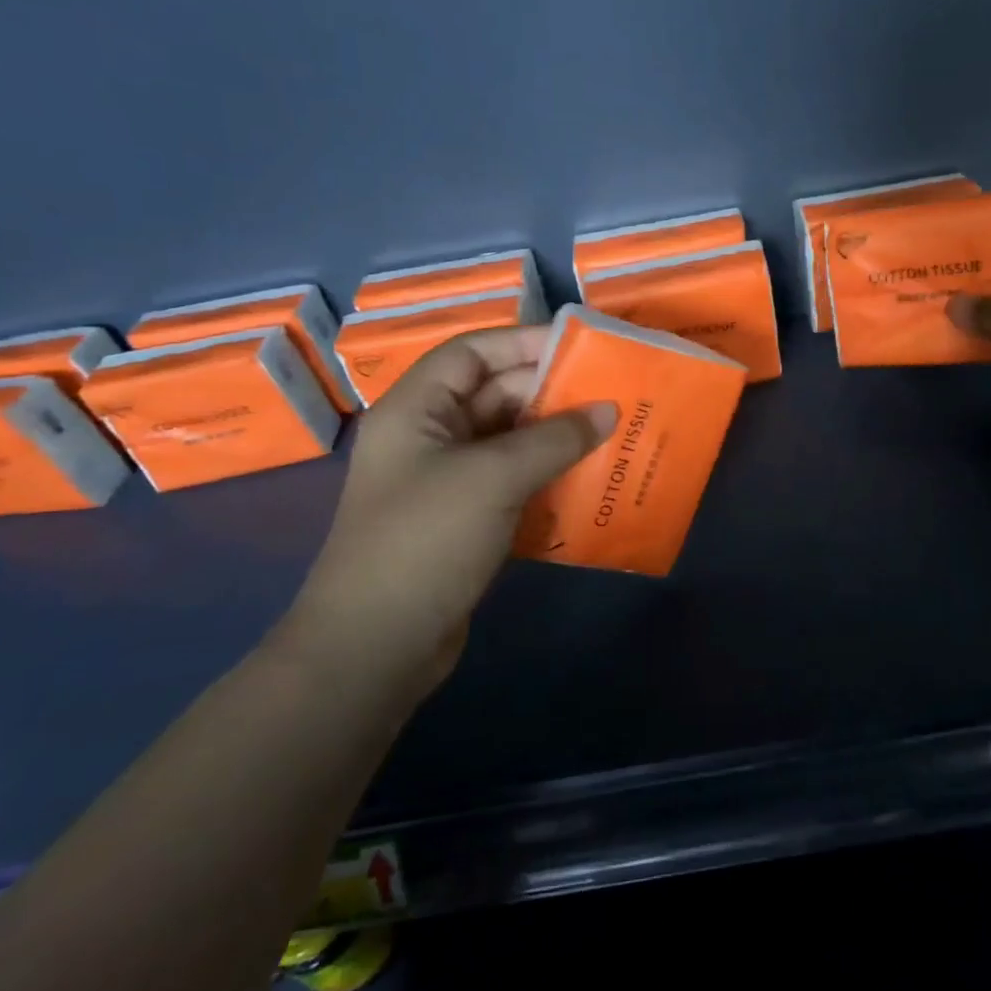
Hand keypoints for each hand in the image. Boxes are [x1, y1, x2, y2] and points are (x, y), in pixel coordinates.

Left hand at [283, 326, 614, 702]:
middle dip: (552, 394)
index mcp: (416, 409)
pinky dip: (549, 477)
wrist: (377, 647)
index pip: (472, 353)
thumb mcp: (494, 477)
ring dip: (557, 439)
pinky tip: (591, 481)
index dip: (524, 343)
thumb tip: (608, 409)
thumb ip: (555, 438)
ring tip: (613, 434)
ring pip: (510, 441)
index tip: (581, 348)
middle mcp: (429, 436)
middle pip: (496, 395)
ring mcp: (447, 481)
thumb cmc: (426, 541)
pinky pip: (515, 481)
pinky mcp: (466, 520)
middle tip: (612, 395)